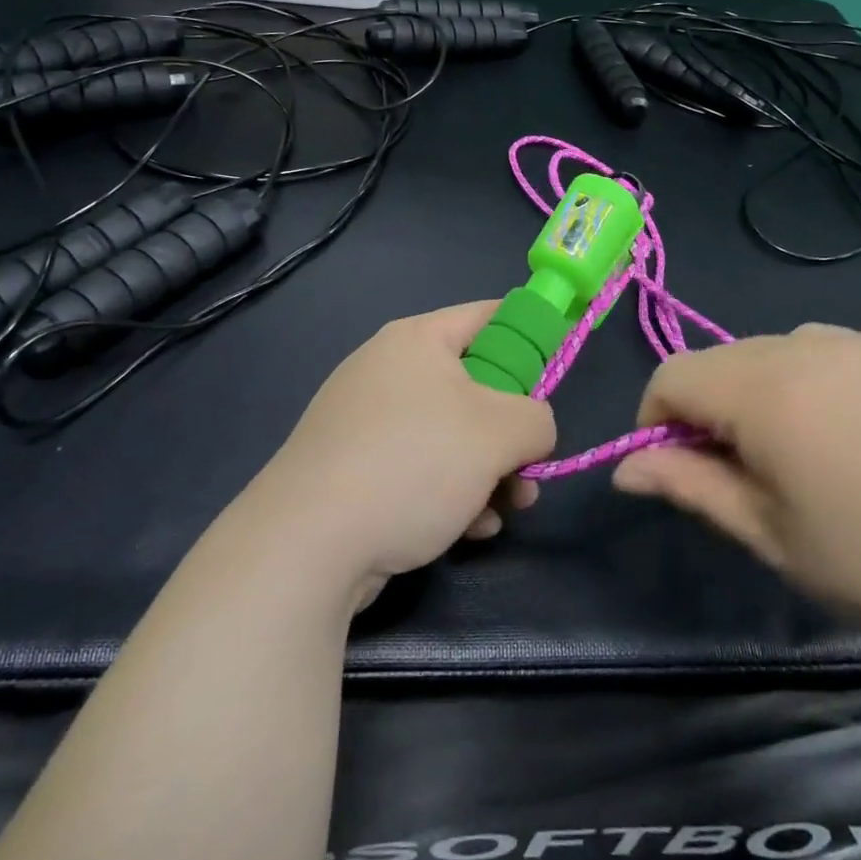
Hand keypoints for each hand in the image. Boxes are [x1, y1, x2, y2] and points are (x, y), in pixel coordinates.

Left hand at [245, 302, 556, 607]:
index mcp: (417, 339)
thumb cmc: (413, 464)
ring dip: (487, 471)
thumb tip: (532, 431)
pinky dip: (450, 493)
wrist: (307, 544)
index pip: (489, 316)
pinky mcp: (351, 467)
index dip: (530, 338)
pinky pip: (417, 467)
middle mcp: (387, 369)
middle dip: (510, 430)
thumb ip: (537, 419)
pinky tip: (467, 530)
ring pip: (449, 434)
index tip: (553, 378)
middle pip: (473, 383)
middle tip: (532, 468)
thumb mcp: (500, 433)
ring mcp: (364, 420)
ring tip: (506, 510)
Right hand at [611, 323, 860, 656]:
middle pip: (717, 361)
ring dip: (752, 394)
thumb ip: (690, 487)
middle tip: (741, 476)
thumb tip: (626, 468)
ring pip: (766, 353)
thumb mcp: (772, 536)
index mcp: (764, 389)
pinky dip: (801, 382)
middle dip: (706, 410)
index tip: (679, 470)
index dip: (657, 421)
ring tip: (795, 457)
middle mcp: (802, 344)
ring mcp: (855, 340)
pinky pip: (818, 350)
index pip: (672, 376)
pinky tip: (847, 437)